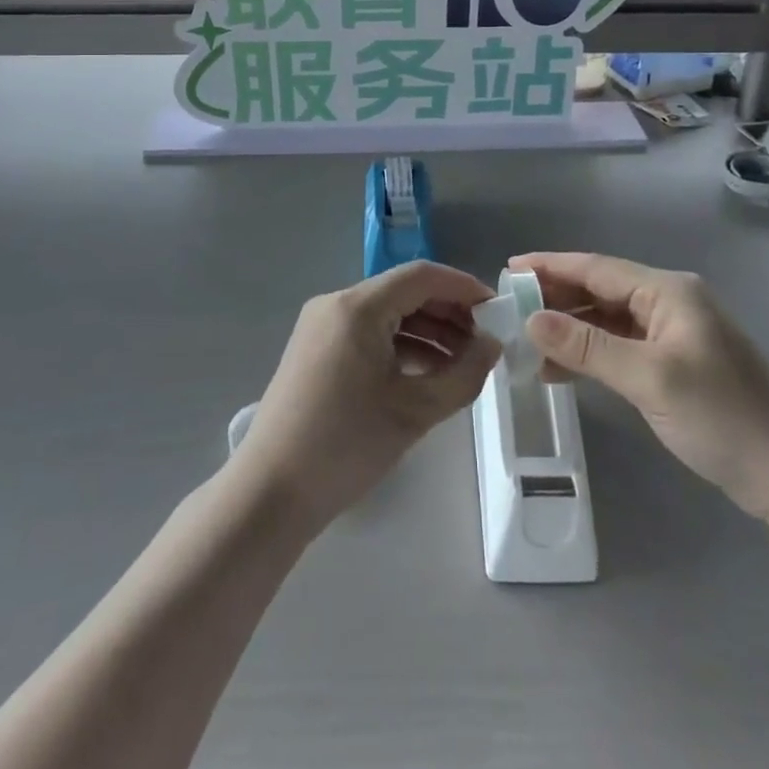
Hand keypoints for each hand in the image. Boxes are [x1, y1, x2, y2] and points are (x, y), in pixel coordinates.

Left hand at [235, 261, 500, 528]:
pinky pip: (368, 334)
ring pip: (387, 315)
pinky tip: (428, 373)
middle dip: (448, 313)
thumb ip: (464, 374)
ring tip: (464, 363)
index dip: (463, 287)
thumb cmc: (346, 444)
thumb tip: (493, 345)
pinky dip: (401, 347)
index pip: (421, 276)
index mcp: (358, 306)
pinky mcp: (316, 350)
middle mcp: (337, 304)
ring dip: (427, 332)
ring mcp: (322, 326)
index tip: (498, 311)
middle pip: (404, 293)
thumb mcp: (415, 411)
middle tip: (485, 343)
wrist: (270, 492)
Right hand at [513, 253, 768, 520]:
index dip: (549, 266)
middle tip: (510, 311)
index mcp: (667, 291)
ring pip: (607, 320)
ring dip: (570, 329)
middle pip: (600, 290)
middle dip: (555, 298)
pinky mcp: (674, 365)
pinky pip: (620, 347)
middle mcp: (668, 302)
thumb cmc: (722, 416)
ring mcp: (673, 334)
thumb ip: (588, 346)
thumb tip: (532, 319)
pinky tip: (561, 370)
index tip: (507, 270)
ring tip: (526, 343)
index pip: (596, 268)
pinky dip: (590, 354)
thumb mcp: (650, 378)